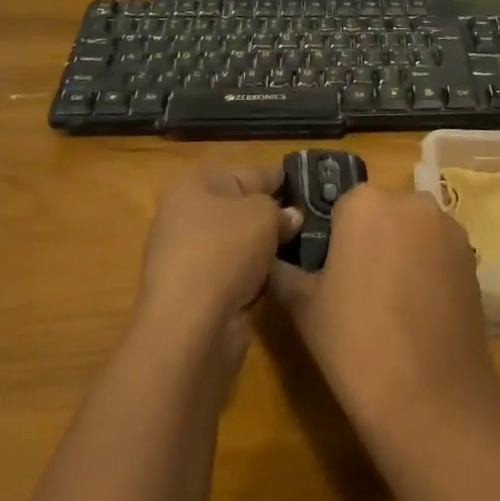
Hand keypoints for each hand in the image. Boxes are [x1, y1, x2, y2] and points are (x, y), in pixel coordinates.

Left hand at [138, 166, 299, 351]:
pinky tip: (284, 277)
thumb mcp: (262, 214)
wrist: (190, 326)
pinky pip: (237, 274)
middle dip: (274, 215)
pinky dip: (257, 276)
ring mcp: (190, 258)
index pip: (246, 174)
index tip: (308, 183)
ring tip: (307, 246)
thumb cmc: (224, 250)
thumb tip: (289, 218)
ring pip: (240, 244)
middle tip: (313, 218)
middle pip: (241, 209)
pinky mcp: (198, 294)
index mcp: (194, 186)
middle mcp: (186, 218)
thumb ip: (280, 211)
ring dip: (267, 248)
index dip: (278, 177)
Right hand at [268, 183, 499, 438]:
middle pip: (382, 214)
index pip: (341, 206)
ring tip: (391, 307)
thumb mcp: (304, 306)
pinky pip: (439, 254)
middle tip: (357, 291)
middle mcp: (411, 202)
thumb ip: (284, 272)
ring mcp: (448, 229)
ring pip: (413, 233)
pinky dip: (428, 272)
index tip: (328, 275)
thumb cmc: (356, 343)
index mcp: (365, 202)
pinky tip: (419, 314)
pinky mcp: (472, 258)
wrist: (432, 398)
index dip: (333, 239)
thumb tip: (273, 259)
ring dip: (402, 254)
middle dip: (370, 241)